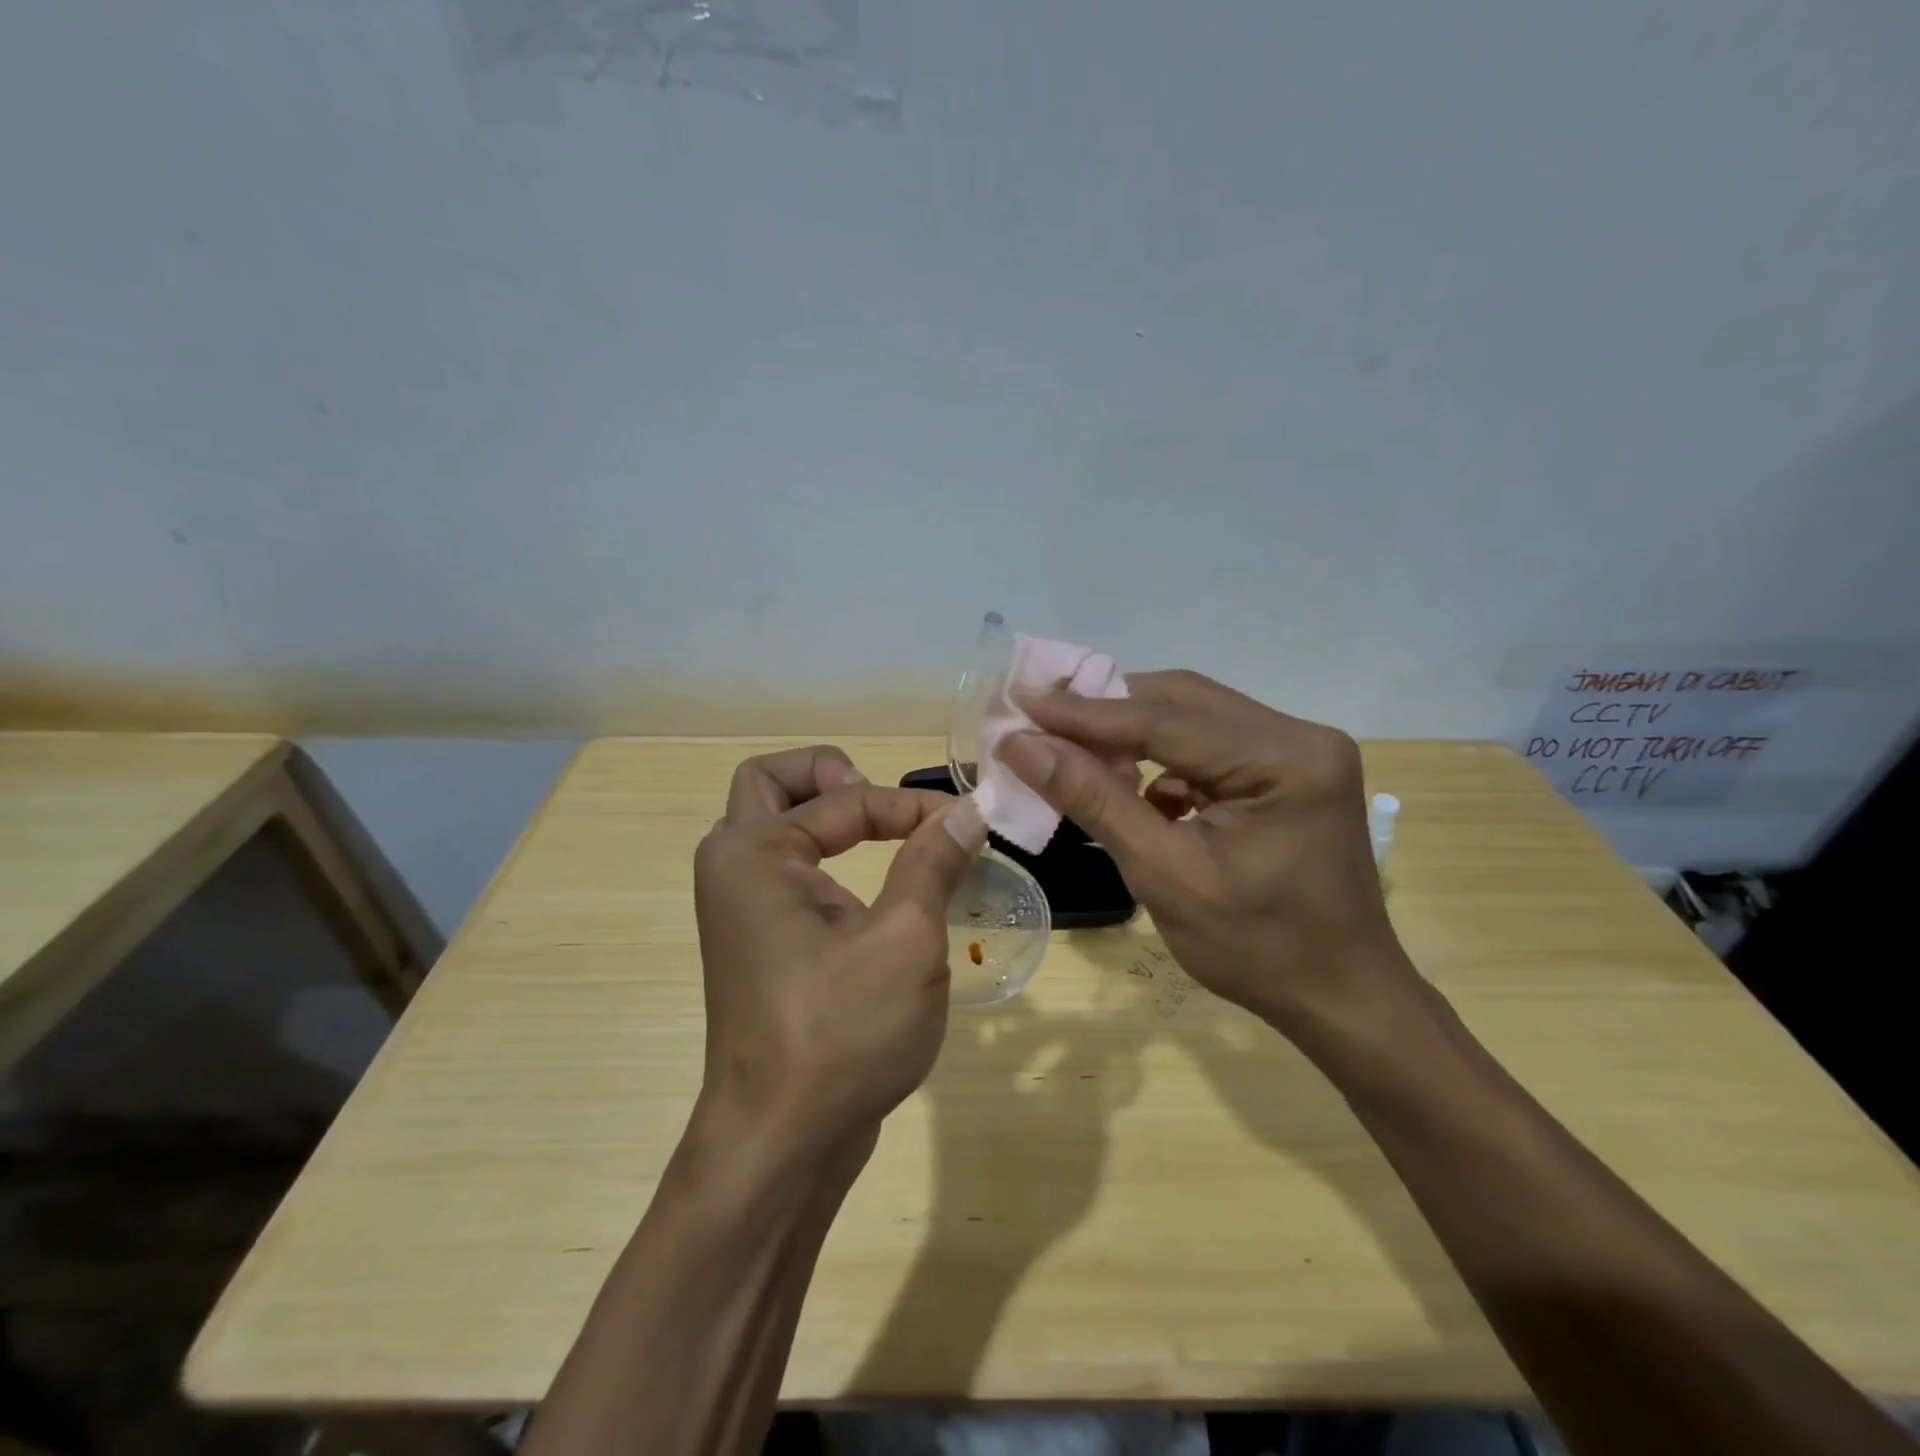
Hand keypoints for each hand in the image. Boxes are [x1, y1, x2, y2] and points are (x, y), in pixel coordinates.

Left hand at [691, 746, 985, 1163]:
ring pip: (776, 828)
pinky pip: (788, 873)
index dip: (909, 806)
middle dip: (830, 777)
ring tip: (886, 832)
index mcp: (753, 854)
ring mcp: (742, 911)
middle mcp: (734, 870)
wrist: (780, 1145)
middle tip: (879, 799)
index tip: (964, 825)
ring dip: (828, 815)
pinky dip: (827, 858)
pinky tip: (876, 888)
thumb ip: (932, 863)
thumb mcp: (904, 940)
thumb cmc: (841, 1034)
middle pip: (771, 785)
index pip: (842, 799)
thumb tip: (967, 810)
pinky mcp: (760, 944)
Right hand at [997, 671, 1421, 1055]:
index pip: (1165, 719)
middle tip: (1038, 715)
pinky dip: (1161, 757)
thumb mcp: (1165, 876)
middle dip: (1104, 710)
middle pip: (1181, 702)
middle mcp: (1299, 735)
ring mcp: (1298, 750)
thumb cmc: (1257, 950)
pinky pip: (1209, 744)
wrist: (1340, 997)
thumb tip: (1023, 746)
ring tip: (1070, 744)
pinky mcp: (1286, 770)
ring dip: (1129, 730)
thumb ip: (1095, 801)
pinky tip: (1130, 783)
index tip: (1021, 703)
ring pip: (1192, 717)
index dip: (1084, 713)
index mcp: (1284, 760)